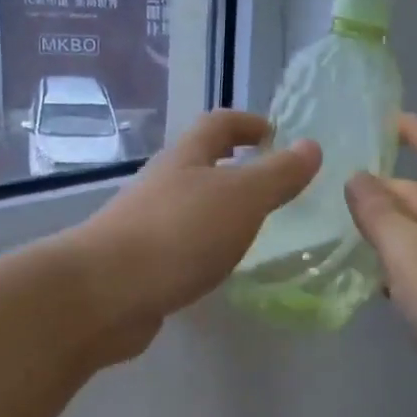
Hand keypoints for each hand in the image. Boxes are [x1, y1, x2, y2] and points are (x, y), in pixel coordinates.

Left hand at [72, 110, 319, 358]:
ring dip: (218, 209)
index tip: (274, 134)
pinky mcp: (138, 264)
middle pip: (198, 163)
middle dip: (233, 167)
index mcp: (185, 159)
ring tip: (250, 229)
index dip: (247, 123)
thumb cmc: (179, 233)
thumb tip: (311, 146)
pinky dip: (203, 246)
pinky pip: (179, 244)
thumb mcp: (241, 198)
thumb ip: (278, 174)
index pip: (218, 124)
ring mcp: (145, 224)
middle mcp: (161, 185)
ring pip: (188, 206)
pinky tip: (216, 267)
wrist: (104, 293)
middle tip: (269, 185)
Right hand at [345, 114, 416, 401]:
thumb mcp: (411, 253)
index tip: (386, 118)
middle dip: (387, 193)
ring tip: (347, 236)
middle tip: (339, 195)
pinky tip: (379, 284)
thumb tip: (358, 178)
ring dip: (392, 233)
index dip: (414, 132)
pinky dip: (405, 268)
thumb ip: (380, 214)